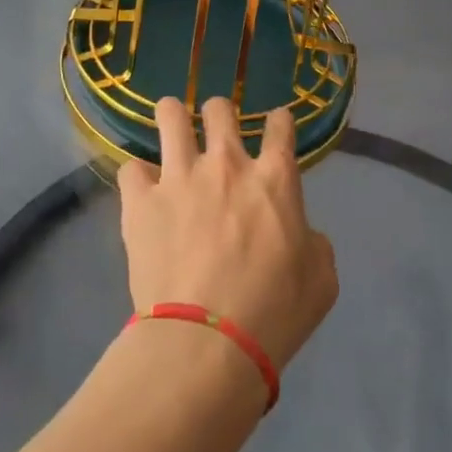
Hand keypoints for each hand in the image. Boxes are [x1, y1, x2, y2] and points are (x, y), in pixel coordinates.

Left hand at [117, 98, 337, 372]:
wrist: (207, 343)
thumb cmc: (274, 314)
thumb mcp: (320, 281)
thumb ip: (314, 244)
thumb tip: (302, 234)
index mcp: (274, 179)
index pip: (280, 126)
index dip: (279, 121)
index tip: (276, 126)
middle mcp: (227, 164)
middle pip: (220, 109)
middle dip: (219, 113)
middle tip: (217, 132)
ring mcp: (180, 177)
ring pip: (171, 116)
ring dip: (172, 117)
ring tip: (171, 126)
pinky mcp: (141, 200)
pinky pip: (131, 168)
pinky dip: (138, 177)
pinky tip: (142, 190)